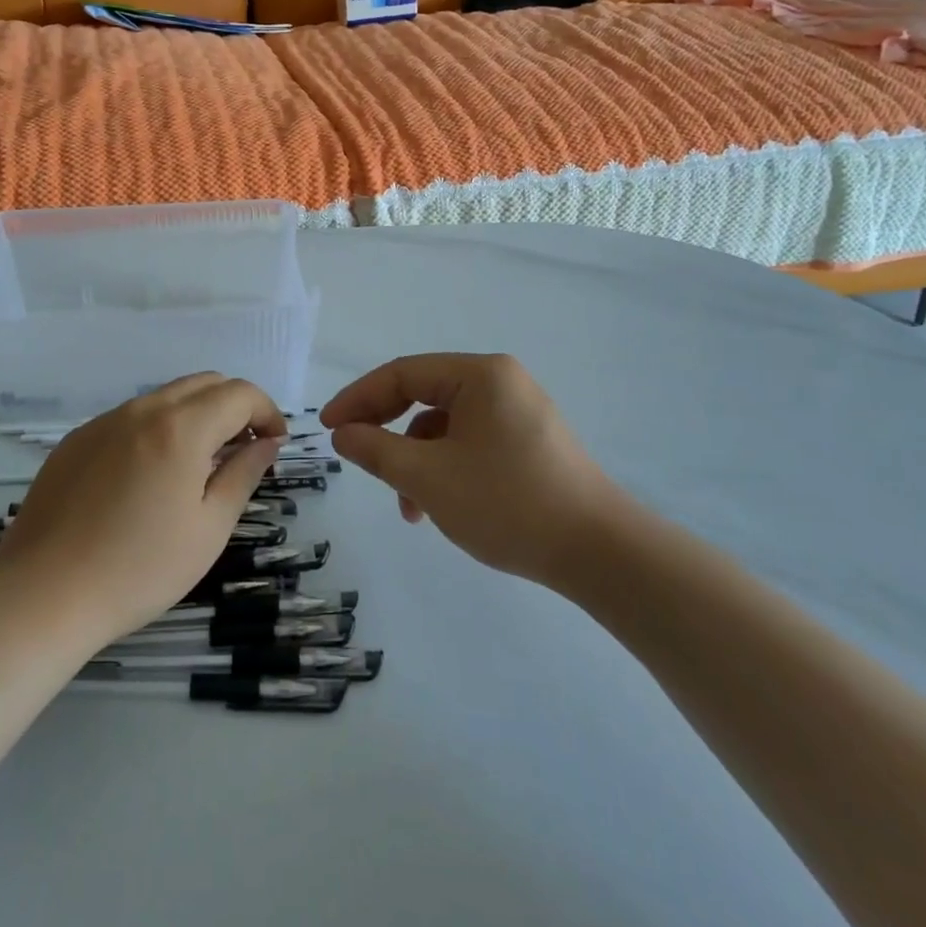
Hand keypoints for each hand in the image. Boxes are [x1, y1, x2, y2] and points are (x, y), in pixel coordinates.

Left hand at [0, 374, 286, 647]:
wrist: (44, 594)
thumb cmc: (139, 569)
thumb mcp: (208, 528)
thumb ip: (243, 475)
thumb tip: (266, 442)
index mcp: (180, 428)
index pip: (239, 393)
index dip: (267, 411)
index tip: (275, 443)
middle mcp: (142, 410)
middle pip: (203, 383)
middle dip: (235, 405)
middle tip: (245, 448)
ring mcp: (104, 421)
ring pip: (165, 397)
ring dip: (197, 415)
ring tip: (201, 463)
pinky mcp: (76, 440)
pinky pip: (131, 417)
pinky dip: (158, 428)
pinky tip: (151, 475)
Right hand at [321, 353, 634, 583]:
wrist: (598, 552)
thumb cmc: (507, 503)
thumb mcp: (428, 477)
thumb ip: (377, 450)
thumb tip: (343, 433)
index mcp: (480, 375)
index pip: (403, 374)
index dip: (359, 398)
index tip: (327, 428)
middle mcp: (501, 383)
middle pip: (424, 395)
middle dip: (385, 428)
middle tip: (352, 453)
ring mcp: (518, 413)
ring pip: (445, 425)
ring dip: (415, 458)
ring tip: (406, 506)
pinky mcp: (529, 443)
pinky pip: (470, 443)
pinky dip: (444, 468)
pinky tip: (436, 506)